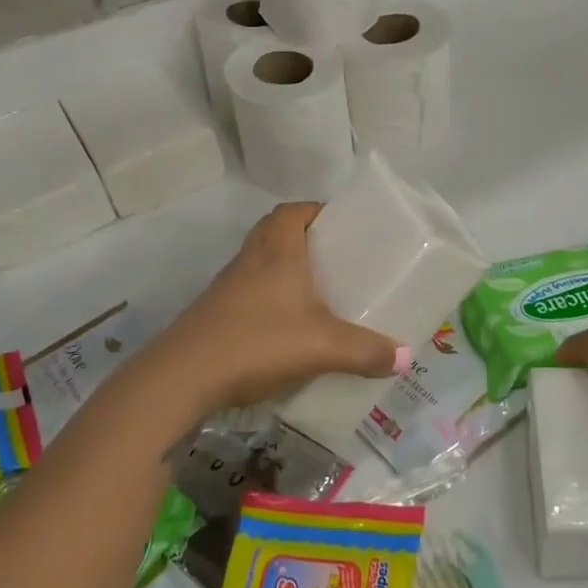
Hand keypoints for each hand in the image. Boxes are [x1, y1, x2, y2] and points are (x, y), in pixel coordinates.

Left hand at [149, 203, 408, 415]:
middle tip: (337, 260)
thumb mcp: (322, 347)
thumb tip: (405, 357)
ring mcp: (228, 285)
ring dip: (286, 270)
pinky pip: (250, 292)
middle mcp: (251, 258)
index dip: (318, 211)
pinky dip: (270, 299)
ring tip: (319, 294)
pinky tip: (288, 328)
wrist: (183, 378)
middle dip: (307, 241)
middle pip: (277, 232)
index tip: (343, 226)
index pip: (294, 210)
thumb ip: (366, 351)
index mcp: (277, 249)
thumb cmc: (258, 342)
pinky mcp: (216, 312)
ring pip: (262, 263)